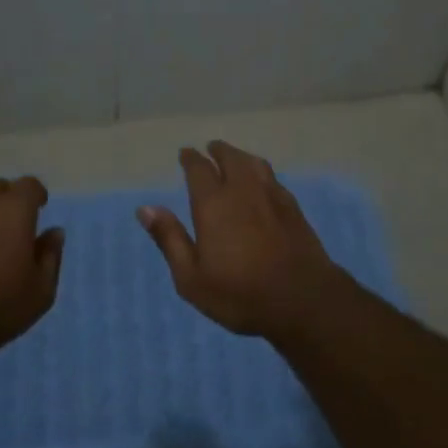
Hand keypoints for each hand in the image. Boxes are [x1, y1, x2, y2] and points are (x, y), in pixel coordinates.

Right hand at [137, 141, 354, 338]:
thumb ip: (170, 239)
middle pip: (230, 158)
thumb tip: (145, 208)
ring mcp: (272, 196)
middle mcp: (243, 190)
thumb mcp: (192, 277)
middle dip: (218, 151)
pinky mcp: (293, 207)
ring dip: (241, 156)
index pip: (199, 169)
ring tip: (235, 158)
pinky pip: (272, 178)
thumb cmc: (240, 294)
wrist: (302, 299)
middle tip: (211, 148)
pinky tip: (262, 182)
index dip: (191, 159)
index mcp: (213, 204)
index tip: (186, 153)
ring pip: (254, 163)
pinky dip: (261, 172)